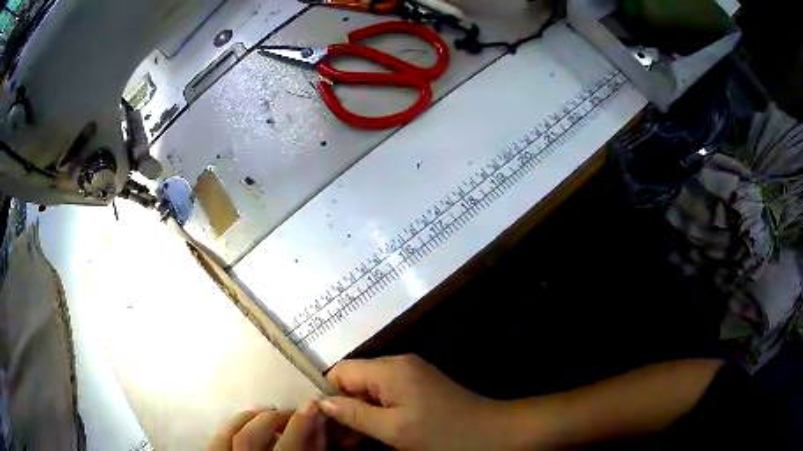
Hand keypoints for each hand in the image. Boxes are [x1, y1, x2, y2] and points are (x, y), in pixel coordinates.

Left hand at [209, 401, 325, 450]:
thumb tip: (316, 427)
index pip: (288, 448)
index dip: (300, 424)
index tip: (312, 406)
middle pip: (250, 437)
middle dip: (273, 418)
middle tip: (292, 413)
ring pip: (230, 434)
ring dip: (251, 417)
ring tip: (270, 413)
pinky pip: (218, 438)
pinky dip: (233, 423)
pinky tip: (248, 421)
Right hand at [321, 355, 504, 450]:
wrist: (491, 433)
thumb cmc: (441, 433)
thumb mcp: (393, 429)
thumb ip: (354, 414)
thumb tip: (321, 401)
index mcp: (389, 369)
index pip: (341, 371)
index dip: (327, 394)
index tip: (321, 421)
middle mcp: (398, 364)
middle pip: (354, 380)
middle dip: (342, 407)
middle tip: (335, 438)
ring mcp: (411, 374)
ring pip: (370, 390)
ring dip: (359, 413)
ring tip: (350, 441)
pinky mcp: (420, 386)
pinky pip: (387, 395)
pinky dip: (377, 412)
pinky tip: (373, 432)